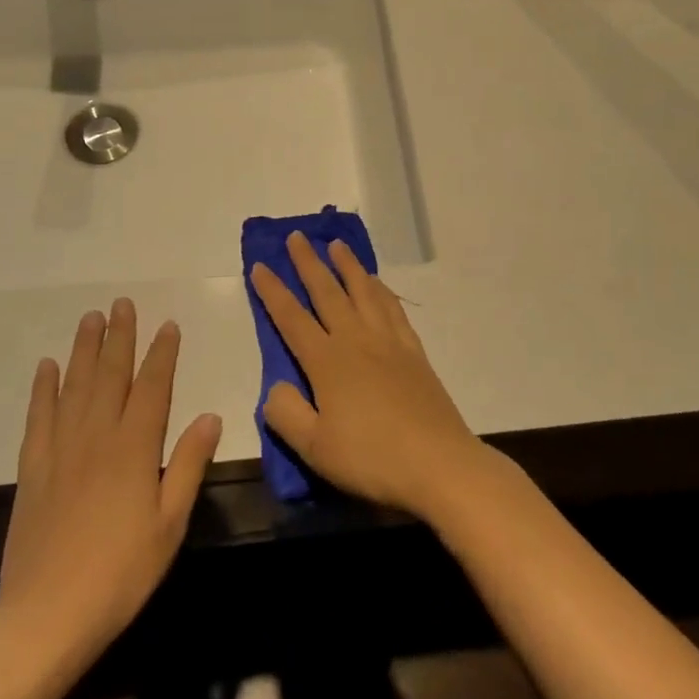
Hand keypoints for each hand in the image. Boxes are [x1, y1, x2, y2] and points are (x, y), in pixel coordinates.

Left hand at [0, 300, 221, 659]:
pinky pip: (39, 417)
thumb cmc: (121, 573)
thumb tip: (210, 415)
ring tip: (91, 318)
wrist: (46, 617)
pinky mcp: (33, 469)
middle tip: (122, 303)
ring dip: (84, 349)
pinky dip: (43, 388)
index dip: (162, 354)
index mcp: (135, 448)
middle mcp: (98, 436)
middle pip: (111, 375)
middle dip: (120, 336)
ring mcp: (61, 449)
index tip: (168, 325)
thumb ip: (189, 465)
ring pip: (75, 386)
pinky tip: (47, 366)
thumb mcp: (170, 524)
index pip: (153, 387)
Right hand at [250, 233, 489, 521]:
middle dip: (308, 263)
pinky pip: (392, 308)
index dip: (273, 292)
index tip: (260, 265)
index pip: (292, 318)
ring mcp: (388, 342)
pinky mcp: (413, 351)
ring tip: (336, 244)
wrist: (438, 462)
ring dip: (347, 265)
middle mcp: (356, 340)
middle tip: (297, 236)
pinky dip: (380, 289)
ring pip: (363, 291)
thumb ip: (286, 414)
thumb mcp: (315, 448)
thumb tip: (275, 386)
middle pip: (328, 292)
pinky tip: (376, 283)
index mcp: (327, 362)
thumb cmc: (371, 458)